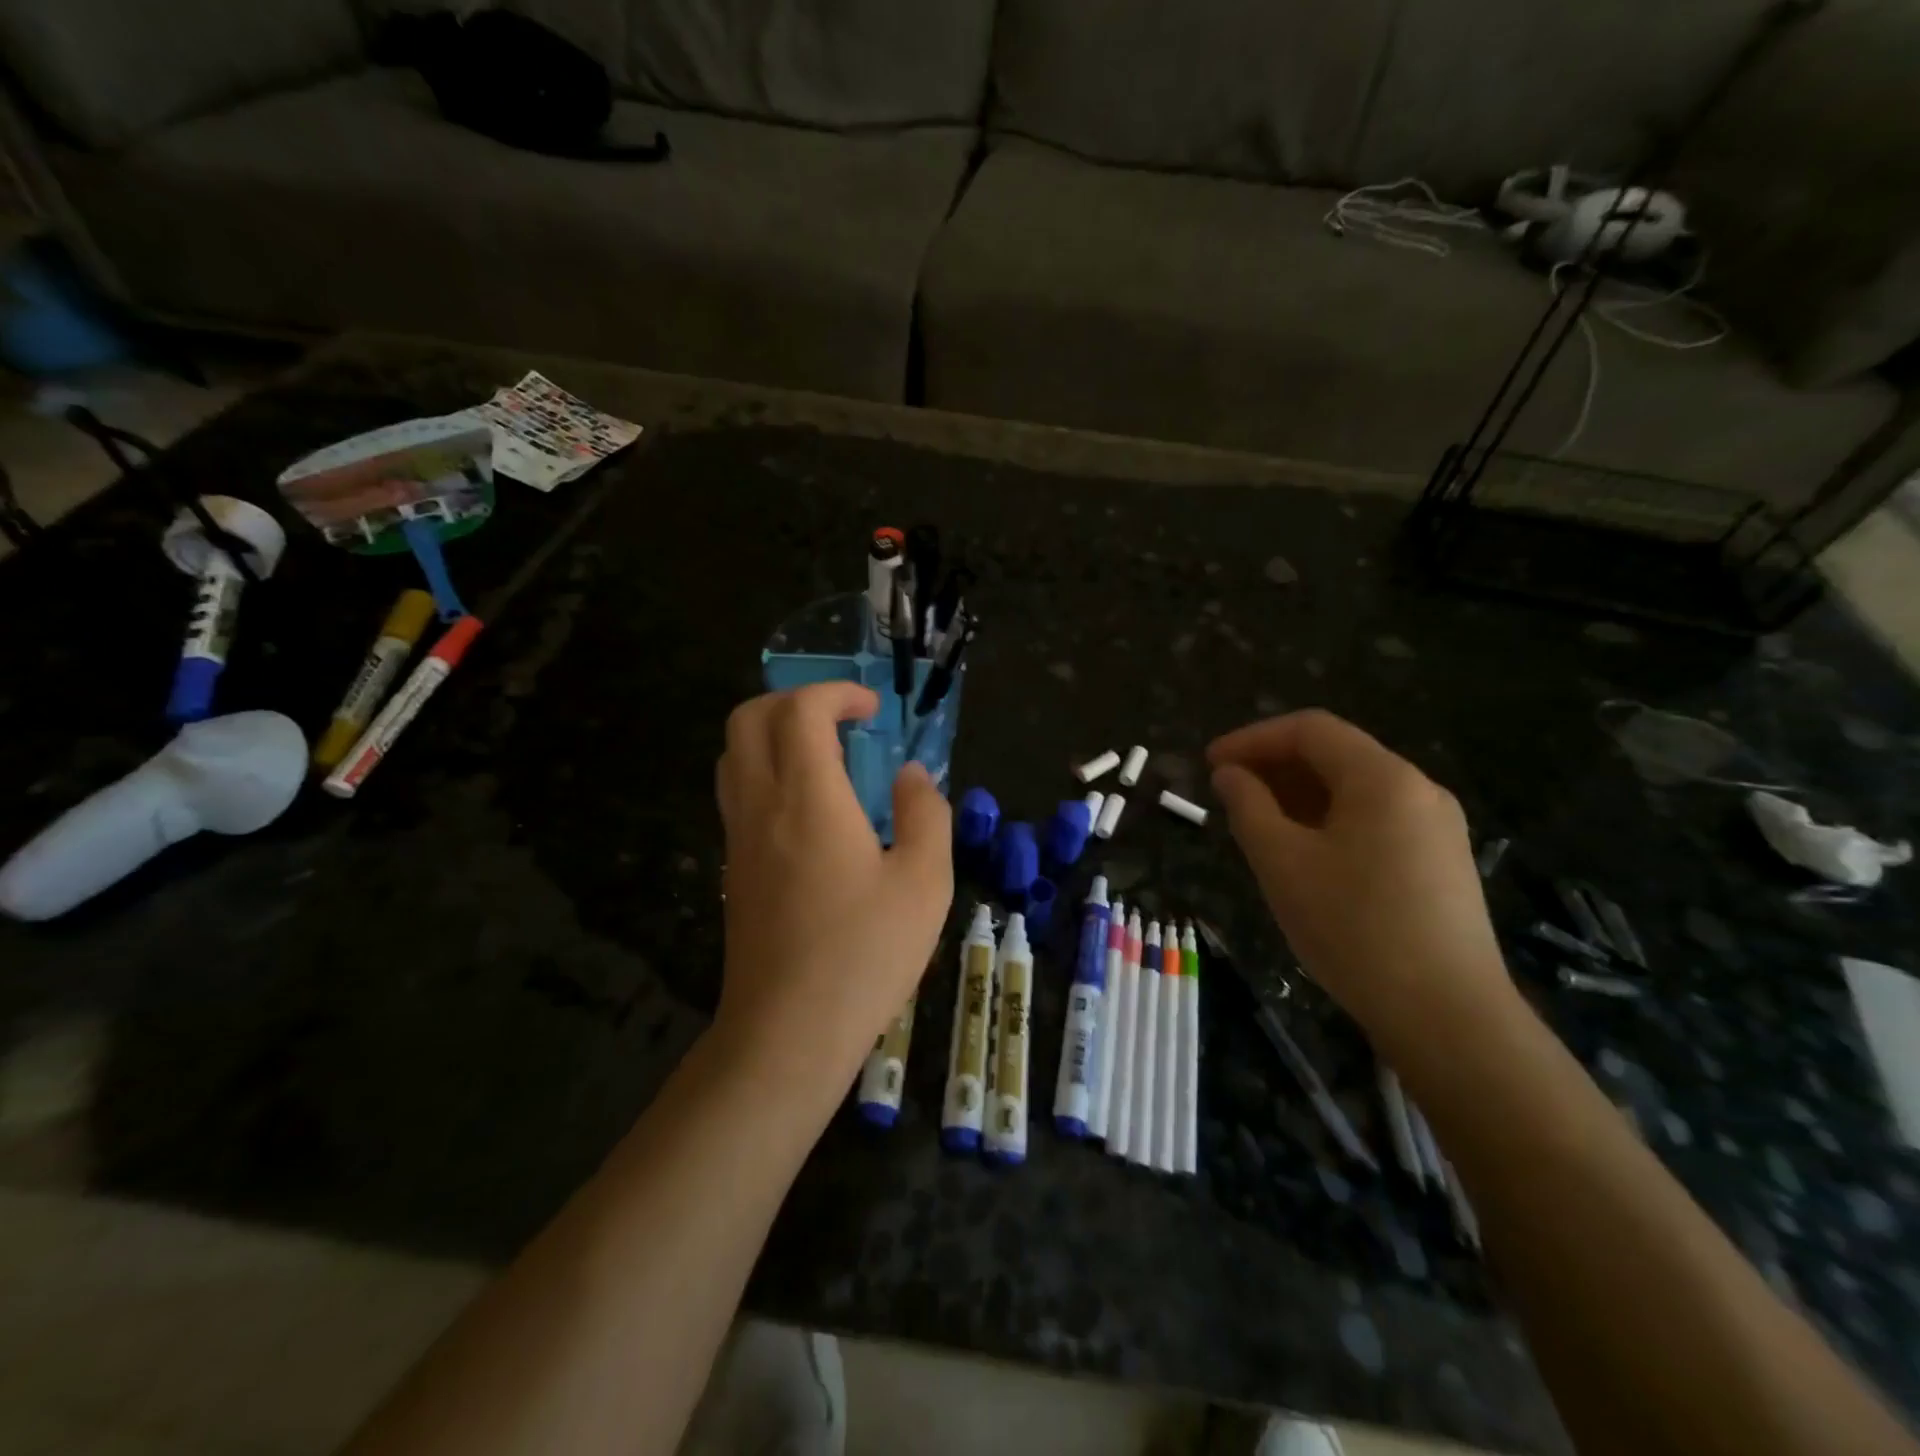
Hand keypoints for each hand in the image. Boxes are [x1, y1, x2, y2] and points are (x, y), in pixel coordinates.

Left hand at [714, 683, 952, 1103]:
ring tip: (827, 760)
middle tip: (842, 722)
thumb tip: (912, 775)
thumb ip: (925, 814)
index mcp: (808, 799)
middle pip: (748, 718)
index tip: (873, 710)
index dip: (836, 693)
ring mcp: (738, 837)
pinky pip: (736, 792)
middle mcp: (761, 805)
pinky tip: (811, 811)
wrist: (787, 1032)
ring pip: (734, 754)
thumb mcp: (924, 882)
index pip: (800, 710)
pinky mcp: (732, 868)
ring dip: (775, 735)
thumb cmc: (864, 954)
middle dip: (794, 701)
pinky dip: (767, 772)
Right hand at [1207, 710, 1511, 1041]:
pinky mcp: (1441, 864)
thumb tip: (1230, 774)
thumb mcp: (1282, 862)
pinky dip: (1330, 821)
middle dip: (1275, 766)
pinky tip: (1304, 854)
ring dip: (1299, 795)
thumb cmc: (1354, 928)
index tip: (1210, 763)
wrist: (1449, 1016)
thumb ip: (1248, 807)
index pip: (1310, 730)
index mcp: (1383, 778)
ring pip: (1355, 790)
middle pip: (1337, 755)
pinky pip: (1376, 820)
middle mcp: (1418, 790)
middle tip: (1227, 793)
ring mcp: (1437, 828)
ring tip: (1256, 824)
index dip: (1252, 739)